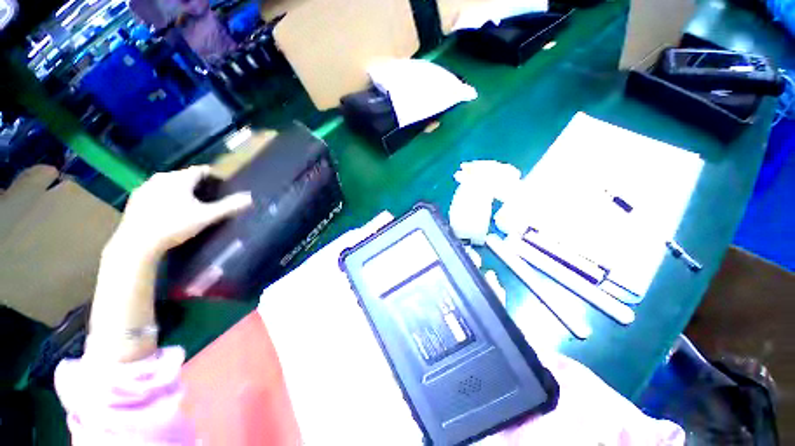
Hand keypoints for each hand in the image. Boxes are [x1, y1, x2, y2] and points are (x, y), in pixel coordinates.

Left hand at [110, 166, 252, 258]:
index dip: (213, 176)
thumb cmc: (175, 225)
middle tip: (206, 198)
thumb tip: (250, 198)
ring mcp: (146, 187)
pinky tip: (167, 211)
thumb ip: (229, 206)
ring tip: (188, 204)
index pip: (201, 170)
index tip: (220, 186)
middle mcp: (162, 177)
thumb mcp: (206, 217)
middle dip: (197, 184)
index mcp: (180, 179)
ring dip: (180, 190)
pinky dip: (164, 197)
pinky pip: (155, 192)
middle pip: (184, 176)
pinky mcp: (135, 198)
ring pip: (169, 184)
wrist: (137, 242)